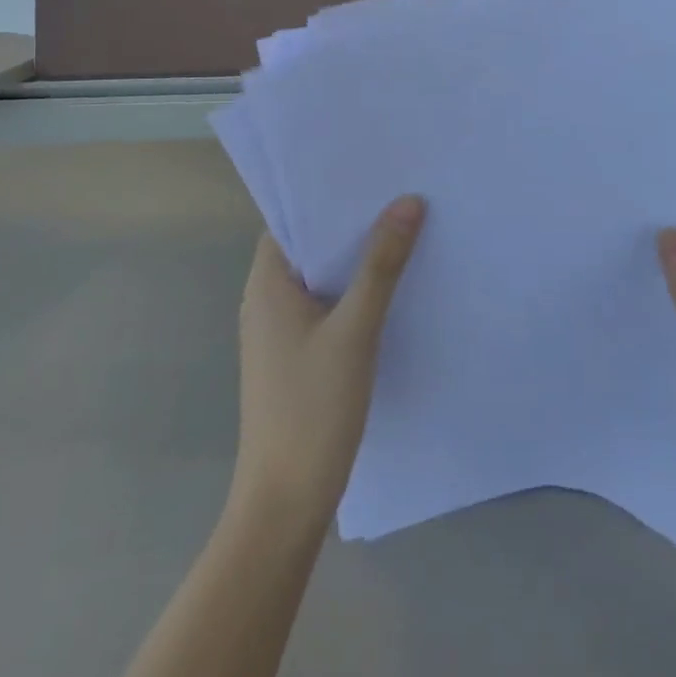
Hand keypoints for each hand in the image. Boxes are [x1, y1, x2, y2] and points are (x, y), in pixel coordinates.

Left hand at [230, 196, 427, 525]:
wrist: (286, 501)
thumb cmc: (313, 406)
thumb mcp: (355, 329)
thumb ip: (381, 265)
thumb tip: (408, 202)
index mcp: (267, 283)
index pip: (292, 219)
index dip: (328, 196)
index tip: (372, 175)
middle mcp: (267, 300)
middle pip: (309, 246)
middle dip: (351, 225)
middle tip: (400, 197)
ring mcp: (280, 331)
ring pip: (321, 279)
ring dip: (355, 260)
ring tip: (405, 231)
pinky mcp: (296, 357)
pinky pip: (326, 307)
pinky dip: (353, 293)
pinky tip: (392, 289)